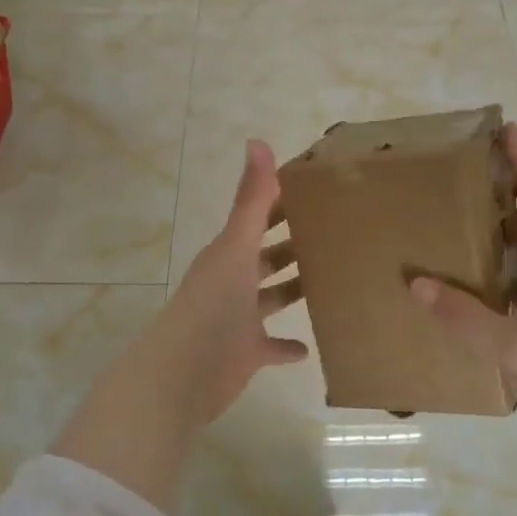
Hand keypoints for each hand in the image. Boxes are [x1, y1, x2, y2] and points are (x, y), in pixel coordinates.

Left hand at [54, 141, 305, 509]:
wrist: (183, 374)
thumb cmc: (213, 306)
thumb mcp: (236, 248)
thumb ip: (250, 200)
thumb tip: (258, 141)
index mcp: (230, 253)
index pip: (259, 219)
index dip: (281, 202)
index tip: (316, 189)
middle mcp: (233, 282)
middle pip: (266, 257)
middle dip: (291, 244)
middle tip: (333, 231)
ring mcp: (239, 318)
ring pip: (271, 298)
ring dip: (292, 289)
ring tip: (329, 278)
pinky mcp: (246, 353)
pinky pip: (272, 347)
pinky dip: (287, 346)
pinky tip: (310, 347)